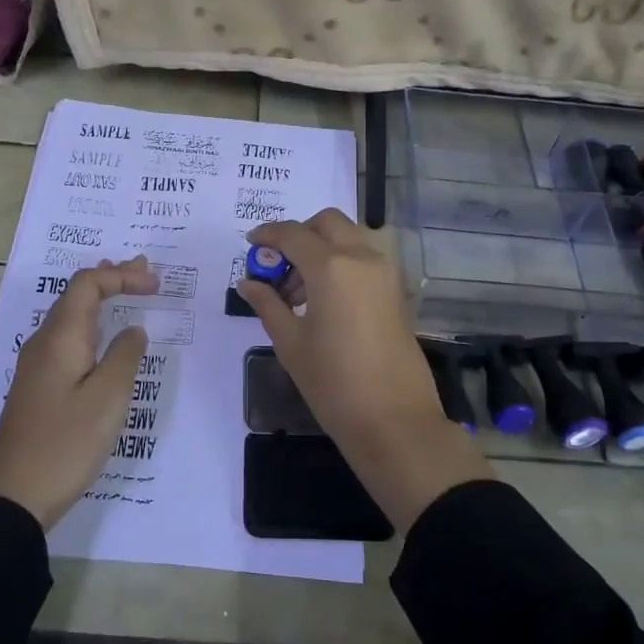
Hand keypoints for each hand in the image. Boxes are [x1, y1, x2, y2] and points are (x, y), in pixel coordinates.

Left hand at [0, 256, 157, 529]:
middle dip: (112, 279)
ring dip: (102, 300)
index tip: (156, 285)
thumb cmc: (66, 443)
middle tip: (145, 272)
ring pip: (72, 316)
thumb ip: (125, 356)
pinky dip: (93, 325)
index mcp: (60, 337)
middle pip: (77, 294)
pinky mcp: (39, 387)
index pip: (88, 284)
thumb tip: (133, 330)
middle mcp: (44, 342)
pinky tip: (106, 338)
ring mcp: (38, 365)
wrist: (13, 496)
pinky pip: (69, 339)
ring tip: (129, 291)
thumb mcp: (108, 398)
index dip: (123, 276)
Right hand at [238, 210, 491, 531]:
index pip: (292, 234)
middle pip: (327, 223)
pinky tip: (323, 301)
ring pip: (348, 238)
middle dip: (299, 234)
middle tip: (278, 266)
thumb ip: (268, 304)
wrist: (395, 420)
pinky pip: (363, 259)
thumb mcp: (291, 344)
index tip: (250, 244)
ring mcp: (384, 273)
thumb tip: (248, 283)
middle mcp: (362, 258)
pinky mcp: (396, 291)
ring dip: (321, 249)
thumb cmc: (334, 384)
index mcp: (331, 267)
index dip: (267, 234)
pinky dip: (341, 263)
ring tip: (298, 294)